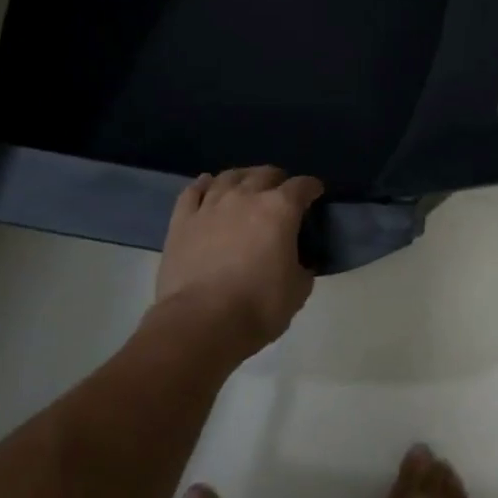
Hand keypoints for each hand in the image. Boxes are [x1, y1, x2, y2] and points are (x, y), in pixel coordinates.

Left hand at [151, 166, 323, 363]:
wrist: (201, 323)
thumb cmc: (258, 307)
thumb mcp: (298, 291)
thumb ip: (302, 268)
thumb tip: (299, 263)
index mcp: (280, 210)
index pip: (302, 186)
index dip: (312, 188)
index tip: (315, 194)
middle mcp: (246, 197)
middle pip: (265, 174)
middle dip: (277, 180)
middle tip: (280, 193)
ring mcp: (211, 205)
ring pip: (229, 177)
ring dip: (243, 178)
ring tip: (246, 185)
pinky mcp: (182, 220)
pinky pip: (193, 191)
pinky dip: (203, 185)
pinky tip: (208, 185)